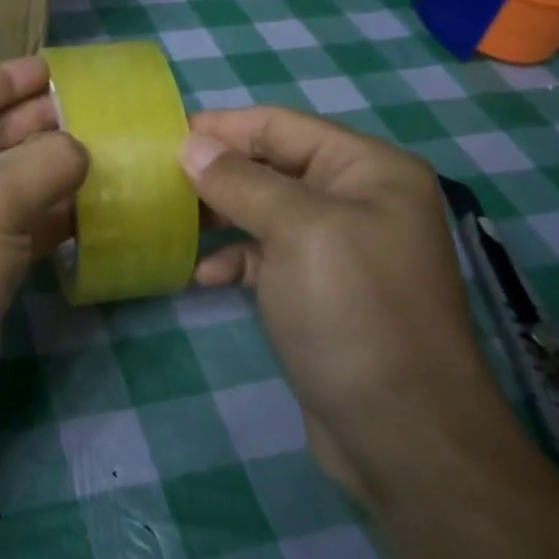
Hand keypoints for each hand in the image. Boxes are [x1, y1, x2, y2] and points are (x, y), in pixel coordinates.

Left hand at [0, 57, 87, 449]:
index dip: (12, 78)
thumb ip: (47, 160)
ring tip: (112, 152)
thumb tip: (81, 150)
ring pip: (6, 183)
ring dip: (53, 170)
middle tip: (102, 112)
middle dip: (41, 123)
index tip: (62, 68)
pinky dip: (52, 215)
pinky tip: (97, 205)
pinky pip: (16, 226)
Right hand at [179, 107, 499, 491]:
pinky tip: (203, 276)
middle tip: (155, 180)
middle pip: (272, 165)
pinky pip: (268, 256)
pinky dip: (235, 259)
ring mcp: (340, 248)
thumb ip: (241, 182)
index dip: (221, 126)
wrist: (402, 433)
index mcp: (368, 169)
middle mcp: (358, 199)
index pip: (281, 125)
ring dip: (219, 215)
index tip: (160, 135)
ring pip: (264, 211)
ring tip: (169, 222)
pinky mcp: (321, 291)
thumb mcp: (298, 232)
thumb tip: (190, 144)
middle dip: (215, 171)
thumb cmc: (354, 313)